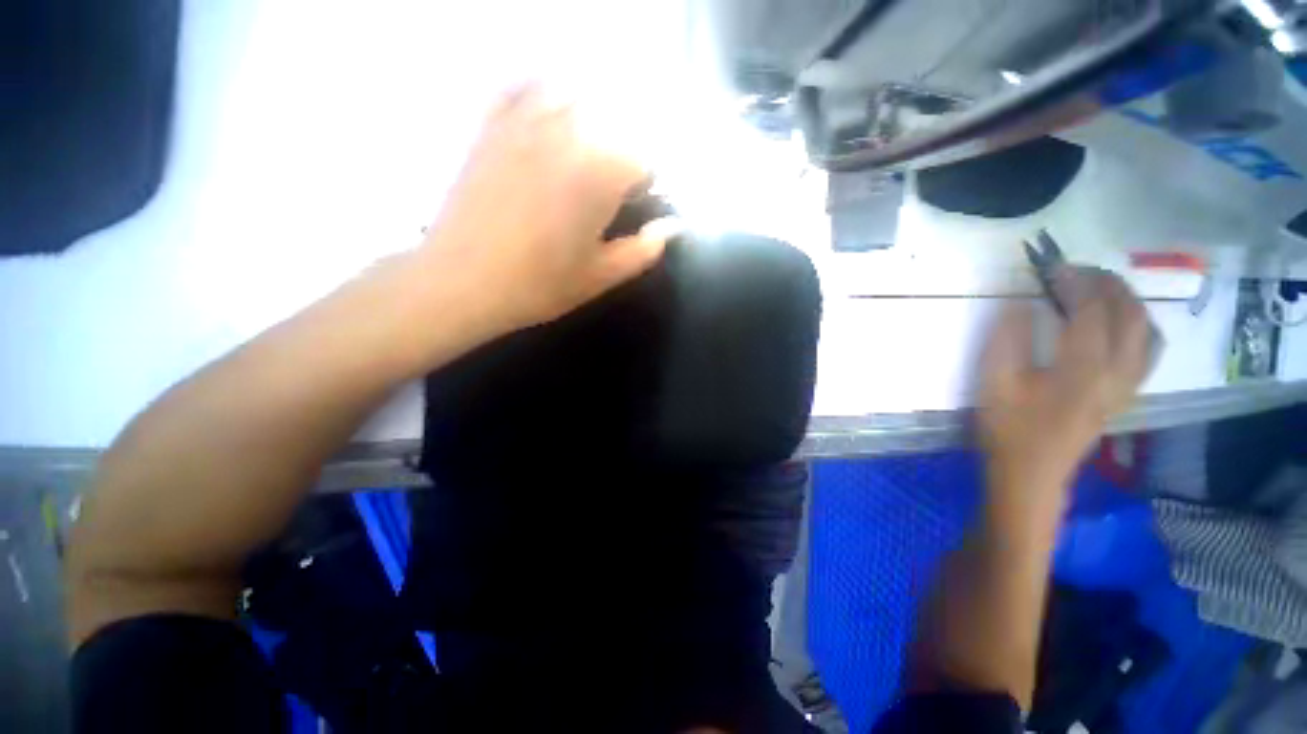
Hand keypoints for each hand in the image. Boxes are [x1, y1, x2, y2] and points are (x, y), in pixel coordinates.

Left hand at [418, 84, 677, 333]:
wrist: (461, 282)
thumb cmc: (540, 285)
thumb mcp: (601, 276)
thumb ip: (644, 250)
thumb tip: (673, 227)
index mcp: (600, 174)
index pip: (644, 157)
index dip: (645, 181)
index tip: (634, 202)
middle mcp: (567, 135)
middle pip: (613, 119)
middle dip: (620, 149)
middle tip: (608, 185)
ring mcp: (523, 124)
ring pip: (572, 95)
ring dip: (587, 118)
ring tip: (582, 151)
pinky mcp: (489, 127)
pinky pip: (519, 87)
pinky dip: (538, 92)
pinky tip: (544, 116)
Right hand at [978, 267, 1152, 491]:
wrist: (1031, 472)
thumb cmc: (1007, 427)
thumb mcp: (994, 382)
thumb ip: (1007, 338)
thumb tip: (1017, 300)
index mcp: (1083, 367)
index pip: (1090, 309)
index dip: (1073, 281)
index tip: (1050, 266)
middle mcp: (1117, 371)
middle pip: (1129, 313)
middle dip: (1106, 283)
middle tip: (1076, 270)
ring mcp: (1127, 383)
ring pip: (1146, 329)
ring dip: (1127, 301)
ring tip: (1100, 288)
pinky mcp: (1126, 393)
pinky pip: (1149, 349)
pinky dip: (1139, 325)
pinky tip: (1120, 322)